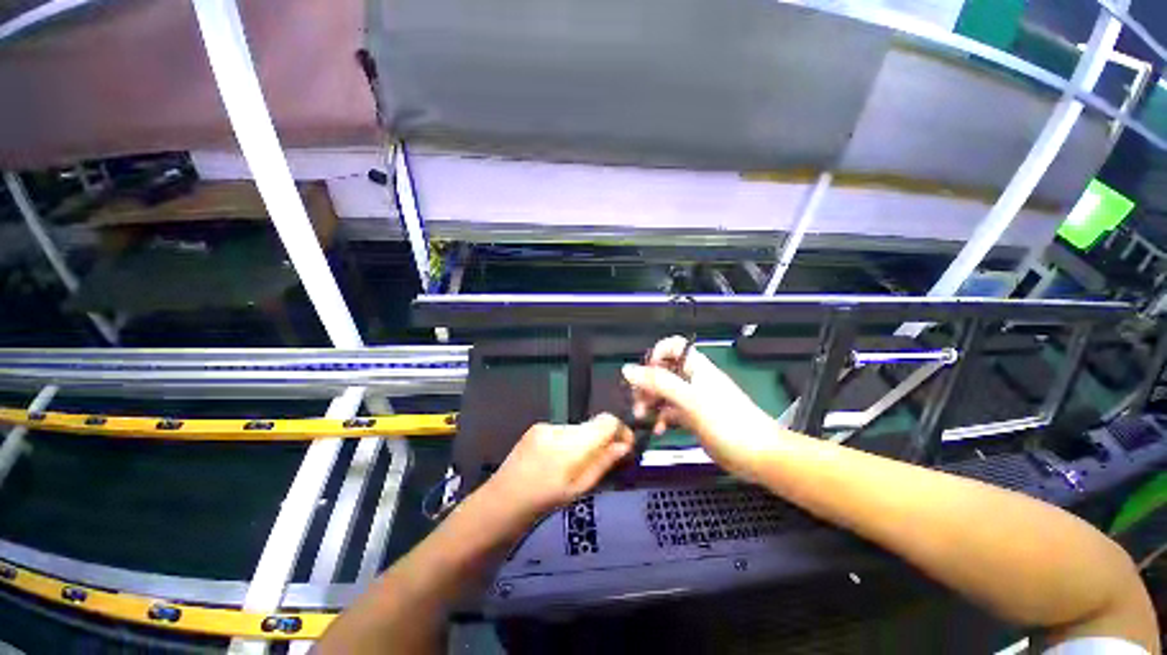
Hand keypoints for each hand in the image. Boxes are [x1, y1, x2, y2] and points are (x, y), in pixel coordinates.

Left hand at [487, 413, 633, 515]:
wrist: (501, 502)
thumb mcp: (579, 489)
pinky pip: (562, 431)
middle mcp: (560, 427)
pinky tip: (556, 462)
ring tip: (574, 467)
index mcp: (572, 444)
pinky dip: (567, 443)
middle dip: (601, 440)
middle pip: (592, 425)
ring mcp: (546, 426)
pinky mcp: (536, 427)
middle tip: (602, 464)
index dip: (620, 430)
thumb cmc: (543, 502)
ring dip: (583, 443)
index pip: (607, 421)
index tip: (625, 447)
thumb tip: (625, 445)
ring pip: (577, 429)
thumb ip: (603, 463)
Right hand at [622, 336, 777, 479]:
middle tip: (637, 402)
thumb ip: (659, 383)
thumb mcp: (689, 399)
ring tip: (642, 416)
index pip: (672, 347)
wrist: (758, 455)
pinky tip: (658, 429)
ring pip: (664, 392)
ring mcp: (692, 399)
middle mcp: (692, 379)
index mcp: (695, 367)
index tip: (645, 373)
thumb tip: (628, 369)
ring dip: (650, 402)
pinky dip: (661, 418)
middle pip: (662, 371)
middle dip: (647, 384)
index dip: (656, 354)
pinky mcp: (693, 417)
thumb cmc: (727, 422)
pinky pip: (670, 411)